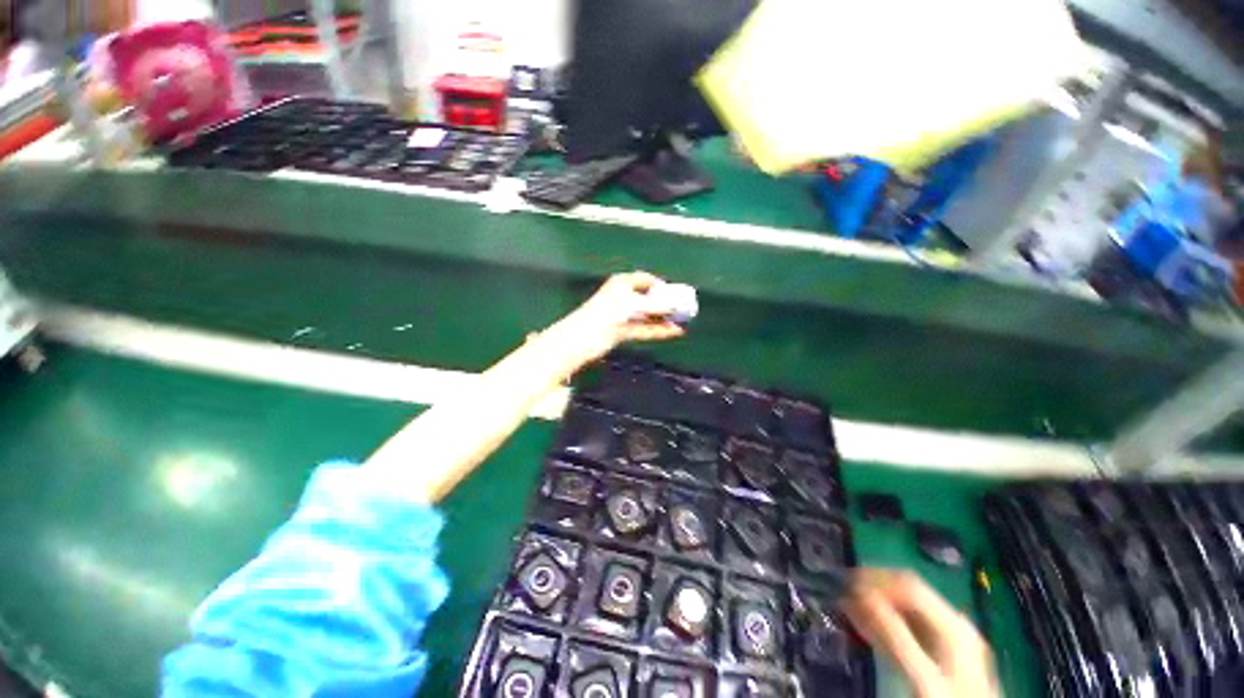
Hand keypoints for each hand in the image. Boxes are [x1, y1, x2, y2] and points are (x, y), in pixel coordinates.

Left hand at [549, 272, 685, 368]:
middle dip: (665, 303)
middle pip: (648, 298)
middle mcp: (623, 297)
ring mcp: (623, 315)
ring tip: (683, 321)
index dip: (660, 285)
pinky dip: (658, 330)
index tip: (675, 293)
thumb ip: (654, 305)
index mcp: (622, 283)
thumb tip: (674, 305)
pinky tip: (674, 332)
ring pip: (647, 315)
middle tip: (683, 309)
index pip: (645, 279)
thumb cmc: (604, 314)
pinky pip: (644, 328)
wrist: (581, 339)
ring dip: (664, 318)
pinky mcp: (623, 331)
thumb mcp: (631, 305)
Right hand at [845, 570, 998, 697]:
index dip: (876, 577)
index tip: (846, 581)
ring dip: (876, 606)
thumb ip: (894, 634)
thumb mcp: (922, 674)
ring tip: (848, 606)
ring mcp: (948, 642)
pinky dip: (885, 623)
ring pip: (905, 610)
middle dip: (874, 590)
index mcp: (953, 624)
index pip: (909, 584)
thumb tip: (859, 595)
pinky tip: (866, 626)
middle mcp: (952, 625)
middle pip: (907, 594)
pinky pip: (908, 628)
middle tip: (844, 591)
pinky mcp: (940, 656)